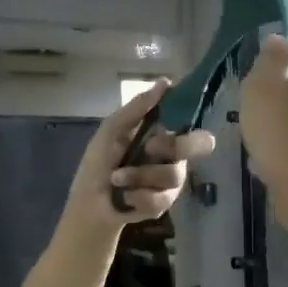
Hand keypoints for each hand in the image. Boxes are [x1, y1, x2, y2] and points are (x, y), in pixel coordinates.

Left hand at [68, 80, 215, 229]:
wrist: (88, 202)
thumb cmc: (99, 162)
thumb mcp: (112, 130)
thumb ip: (137, 107)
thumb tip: (165, 82)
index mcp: (163, 135)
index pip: (192, 123)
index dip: (189, 119)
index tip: (168, 121)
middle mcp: (174, 157)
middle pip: (199, 145)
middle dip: (173, 146)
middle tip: (148, 148)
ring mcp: (172, 183)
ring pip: (174, 174)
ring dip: (139, 175)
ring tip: (117, 179)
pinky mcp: (164, 205)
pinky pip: (161, 198)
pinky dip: (137, 196)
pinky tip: (124, 197)